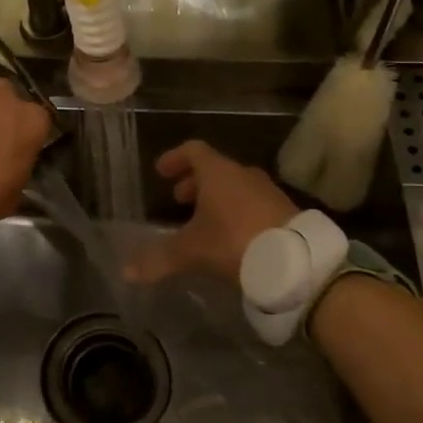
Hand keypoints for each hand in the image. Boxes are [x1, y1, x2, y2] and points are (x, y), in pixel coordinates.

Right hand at [125, 140, 298, 285]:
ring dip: (217, 198)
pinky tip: (233, 236)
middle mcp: (243, 175)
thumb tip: (126, 272)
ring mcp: (268, 192)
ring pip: (236, 186)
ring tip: (205, 221)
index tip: (161, 172)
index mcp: (218, 173)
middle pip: (215, 169)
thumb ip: (159, 259)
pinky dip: (238, 211)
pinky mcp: (285, 212)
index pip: (193, 150)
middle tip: (180, 199)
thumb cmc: (235, 242)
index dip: (175, 158)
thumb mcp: (192, 251)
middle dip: (195, 182)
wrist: (296, 262)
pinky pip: (254, 203)